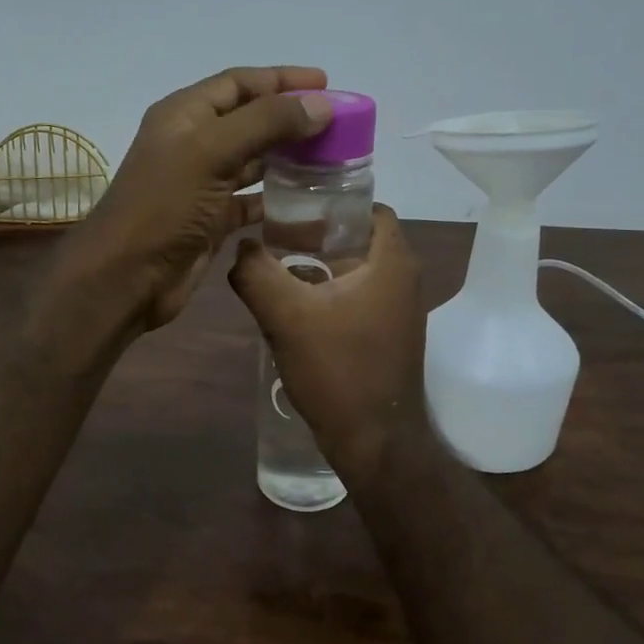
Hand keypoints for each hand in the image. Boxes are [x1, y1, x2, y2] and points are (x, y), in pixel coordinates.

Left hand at [57, 67, 332, 331]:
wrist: (128, 277)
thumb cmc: (164, 206)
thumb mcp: (212, 152)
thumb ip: (266, 123)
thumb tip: (320, 104)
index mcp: (185, 114)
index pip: (239, 82)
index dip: (281, 79)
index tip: (326, 84)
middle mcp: (194, 143)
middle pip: (250, 119)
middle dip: (291, 118)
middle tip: (338, 124)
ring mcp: (202, 183)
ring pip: (253, 160)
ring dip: (288, 156)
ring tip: (331, 157)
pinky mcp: (211, 220)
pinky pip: (251, 200)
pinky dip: (277, 197)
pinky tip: (307, 199)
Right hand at [229, 205, 428, 484]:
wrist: (374, 441)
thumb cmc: (338, 370)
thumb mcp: (287, 316)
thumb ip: (257, 273)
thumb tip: (240, 248)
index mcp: (392, 262)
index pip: (368, 208)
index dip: (331, 202)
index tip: (292, 208)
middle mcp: (403, 279)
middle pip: (357, 239)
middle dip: (315, 236)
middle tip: (273, 237)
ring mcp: (398, 310)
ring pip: (354, 272)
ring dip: (318, 268)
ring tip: (275, 270)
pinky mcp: (387, 335)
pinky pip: (355, 299)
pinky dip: (327, 295)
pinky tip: (292, 309)